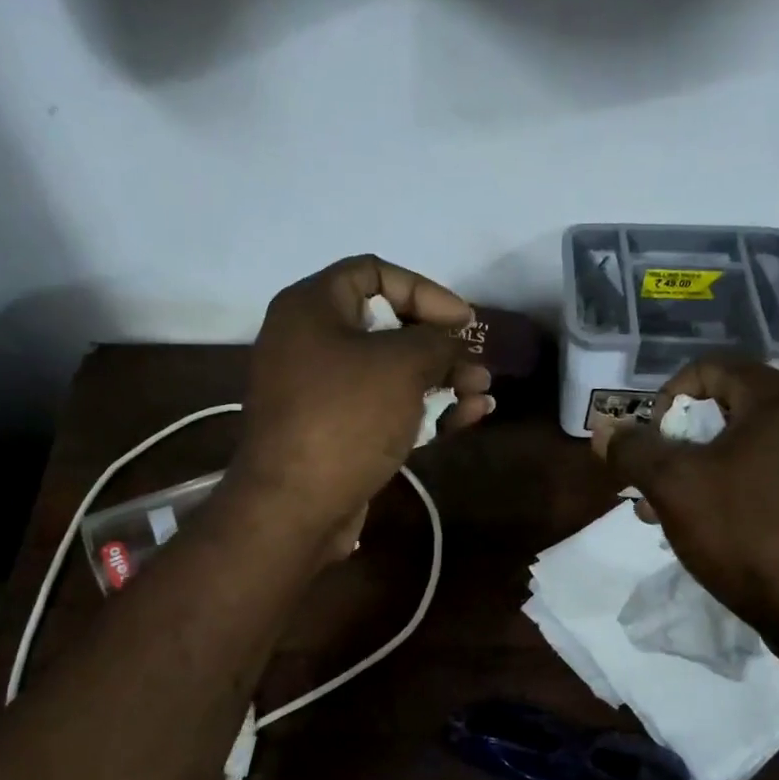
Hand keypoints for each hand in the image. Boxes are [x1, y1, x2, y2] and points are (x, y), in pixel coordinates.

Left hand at [234, 256, 493, 537]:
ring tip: (483, 391)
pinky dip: (424, 409)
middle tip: (476, 359)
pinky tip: (469, 416)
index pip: (373, 272)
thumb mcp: (401, 365)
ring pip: (391, 372)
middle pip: (387, 326)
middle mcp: (311, 342)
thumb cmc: (346, 417)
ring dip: (442, 379)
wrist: (295, 506)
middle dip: (440, 345)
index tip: (462, 320)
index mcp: (312, 308)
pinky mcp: (336, 431)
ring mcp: (322, 391)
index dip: (424, 290)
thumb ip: (435, 342)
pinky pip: (385, 408)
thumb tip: (450, 344)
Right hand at [593, 356, 778, 637]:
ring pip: (753, 446)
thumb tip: (604, 429)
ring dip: (706, 468)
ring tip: (673, 512)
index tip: (650, 441)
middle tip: (654, 482)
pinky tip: (720, 527)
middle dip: (682, 443)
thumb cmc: (748, 535)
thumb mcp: (675, 488)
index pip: (711, 369)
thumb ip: (634, 450)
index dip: (667, 398)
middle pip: (731, 409)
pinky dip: (742, 486)